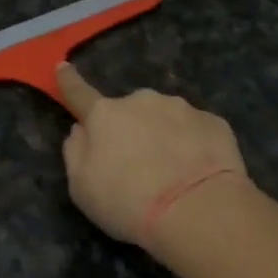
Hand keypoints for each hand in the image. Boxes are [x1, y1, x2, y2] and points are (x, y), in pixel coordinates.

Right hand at [57, 62, 248, 251]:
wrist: (198, 210)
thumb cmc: (128, 202)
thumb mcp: (82, 187)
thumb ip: (76, 152)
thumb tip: (81, 130)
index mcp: (104, 115)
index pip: (79, 93)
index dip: (69, 81)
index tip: (63, 66)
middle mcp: (141, 101)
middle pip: (128, 112)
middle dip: (129, 130)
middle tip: (136, 167)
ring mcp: (181, 108)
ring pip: (164, 119)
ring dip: (163, 137)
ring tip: (172, 176)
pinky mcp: (214, 122)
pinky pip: (195, 131)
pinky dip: (193, 147)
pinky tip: (197, 173)